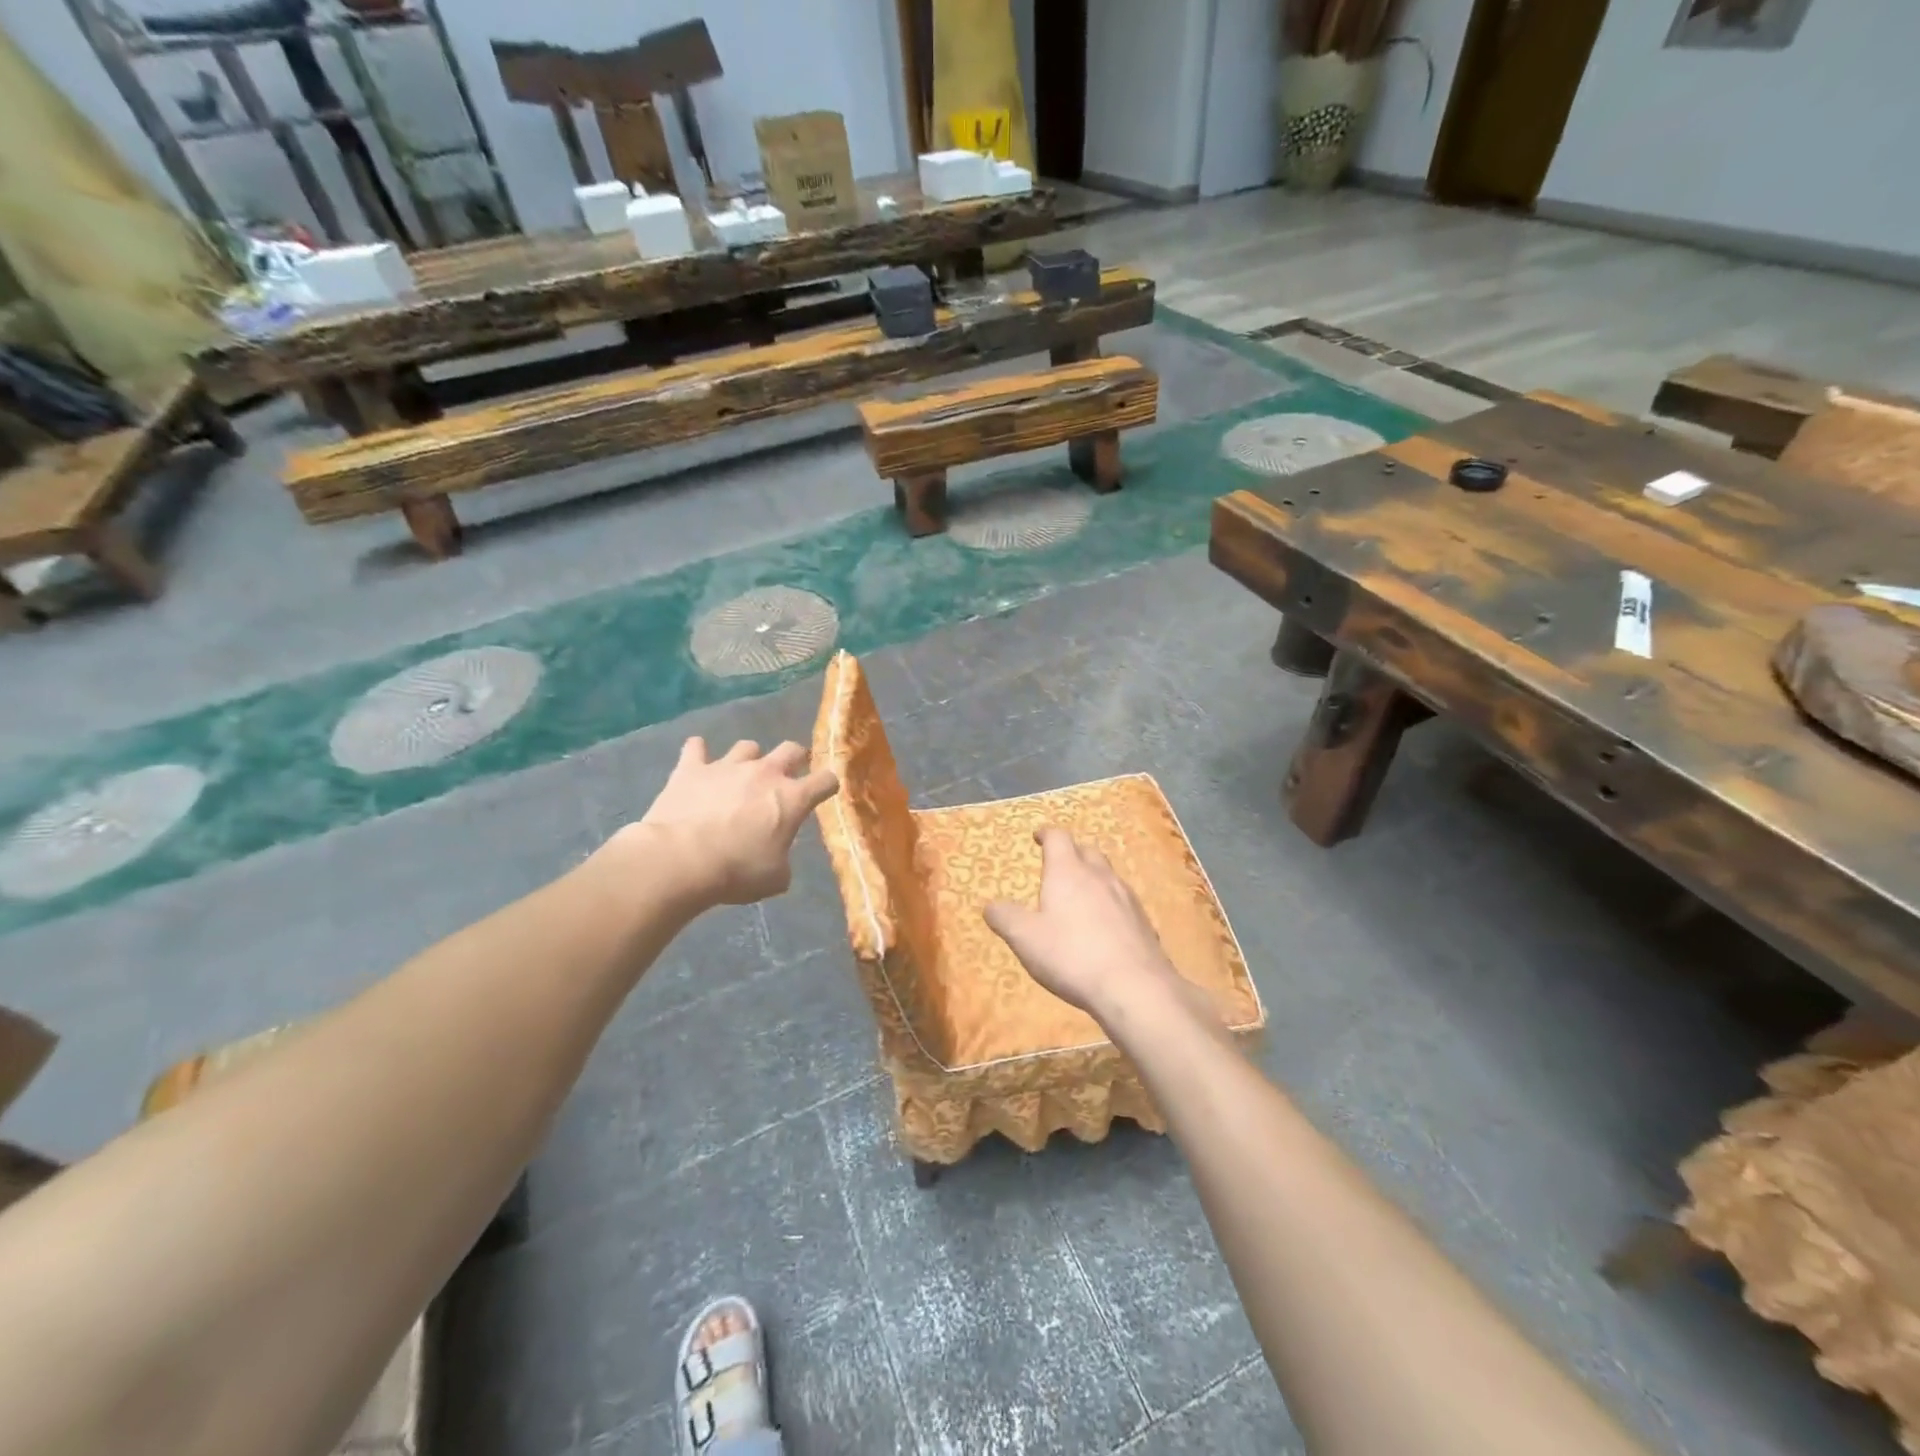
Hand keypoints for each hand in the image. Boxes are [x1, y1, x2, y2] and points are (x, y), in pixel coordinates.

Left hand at [628, 738, 838, 906]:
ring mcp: (727, 766)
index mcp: (792, 798)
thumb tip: (777, 858)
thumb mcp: (774, 878)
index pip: (825, 780)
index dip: (828, 785)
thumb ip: (782, 861)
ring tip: (740, 775)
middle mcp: (764, 773)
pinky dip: (698, 753)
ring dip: (748, 759)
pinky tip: (697, 760)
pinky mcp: (691, 768)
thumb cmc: (737, 871)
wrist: (681, 859)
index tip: (825, 791)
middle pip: (791, 749)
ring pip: (747, 747)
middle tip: (788, 775)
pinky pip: (696, 748)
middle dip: (794, 758)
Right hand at [984, 828, 1180, 1021]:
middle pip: (1087, 851)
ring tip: (1080, 894)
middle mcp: (1100, 876)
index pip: (1058, 838)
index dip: (1046, 834)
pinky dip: (1110, 904)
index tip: (1038, 836)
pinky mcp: (1144, 922)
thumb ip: (1005, 917)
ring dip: (1093, 877)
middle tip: (1059, 864)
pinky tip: (1105, 926)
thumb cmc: (1071, 955)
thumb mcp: (1024, 938)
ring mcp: (1126, 898)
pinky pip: (1123, 902)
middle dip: (1072, 852)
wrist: (1134, 987)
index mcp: (1068, 872)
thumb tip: (991, 906)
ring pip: (1108, 875)